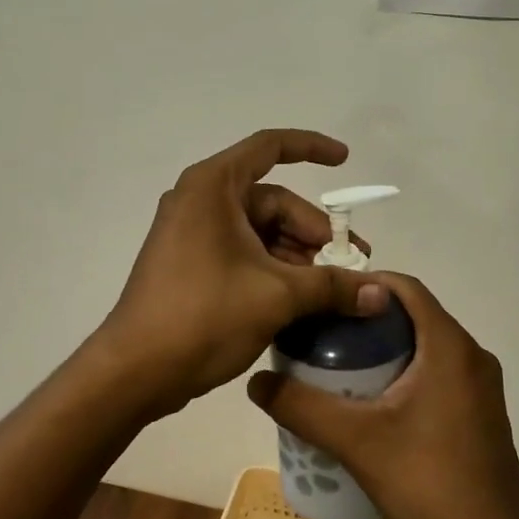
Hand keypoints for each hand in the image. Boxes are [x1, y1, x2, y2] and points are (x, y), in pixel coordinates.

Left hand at [93, 130, 388, 418]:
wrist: (136, 370)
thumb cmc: (204, 315)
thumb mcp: (277, 296)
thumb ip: (332, 286)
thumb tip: (382, 294)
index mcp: (213, 186)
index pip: (270, 147)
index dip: (311, 148)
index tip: (345, 161)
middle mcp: (200, 199)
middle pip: (272, 200)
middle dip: (313, 230)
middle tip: (351, 264)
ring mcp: (191, 232)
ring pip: (259, 231)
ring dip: (297, 255)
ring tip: (331, 290)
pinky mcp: (189, 263)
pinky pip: (242, 252)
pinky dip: (273, 269)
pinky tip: (302, 300)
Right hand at [247, 273, 518, 518]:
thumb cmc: (427, 481)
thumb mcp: (355, 441)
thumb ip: (302, 407)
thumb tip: (256, 380)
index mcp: (450, 346)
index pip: (407, 288)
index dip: (366, 283)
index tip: (327, 297)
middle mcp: (473, 356)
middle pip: (416, 315)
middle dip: (371, 318)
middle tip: (326, 334)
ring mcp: (484, 387)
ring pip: (429, 345)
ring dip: (390, 346)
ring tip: (343, 366)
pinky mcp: (484, 413)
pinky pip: (442, 371)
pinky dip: (409, 370)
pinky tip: (378, 403)